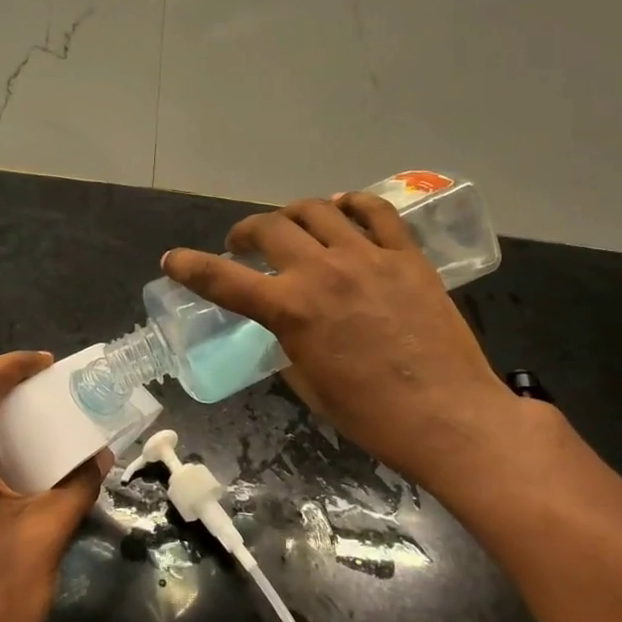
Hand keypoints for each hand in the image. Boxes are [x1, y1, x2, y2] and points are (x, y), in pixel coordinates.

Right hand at [162, 193, 516, 489]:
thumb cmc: (373, 416)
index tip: (172, 259)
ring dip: (292, 214)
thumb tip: (289, 328)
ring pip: (317, 209)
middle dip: (245, 233)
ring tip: (291, 226)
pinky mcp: (406, 255)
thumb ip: (290, 346)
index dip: (191, 267)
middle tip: (243, 245)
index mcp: (291, 310)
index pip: (224, 280)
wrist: (449, 416)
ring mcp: (367, 257)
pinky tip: (344, 209)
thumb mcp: (311, 387)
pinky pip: (375, 211)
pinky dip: (351, 204)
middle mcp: (322, 271)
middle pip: (269, 229)